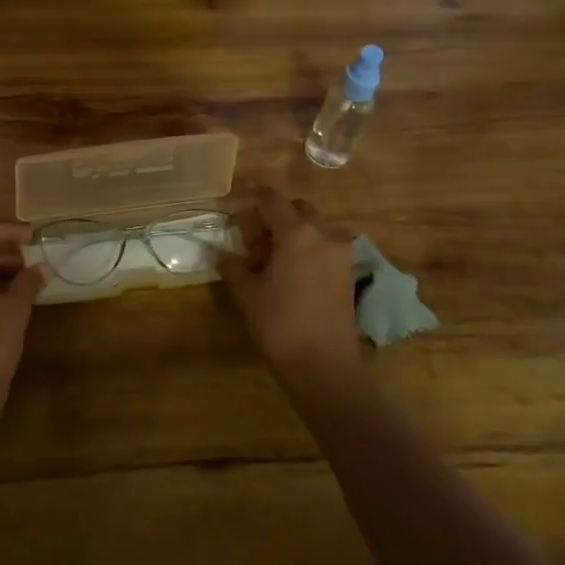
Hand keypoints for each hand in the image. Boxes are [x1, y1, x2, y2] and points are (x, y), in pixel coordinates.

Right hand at [218, 186, 358, 380]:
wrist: (324, 366)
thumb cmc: (280, 323)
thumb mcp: (247, 293)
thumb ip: (232, 267)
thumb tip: (216, 252)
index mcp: (297, 232)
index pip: (270, 198)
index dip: (247, 199)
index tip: (228, 210)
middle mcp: (324, 234)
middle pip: (296, 208)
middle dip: (272, 216)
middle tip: (250, 240)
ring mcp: (341, 254)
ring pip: (314, 227)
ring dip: (291, 232)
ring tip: (269, 259)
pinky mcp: (348, 273)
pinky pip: (325, 246)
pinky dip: (307, 248)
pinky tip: (288, 273)